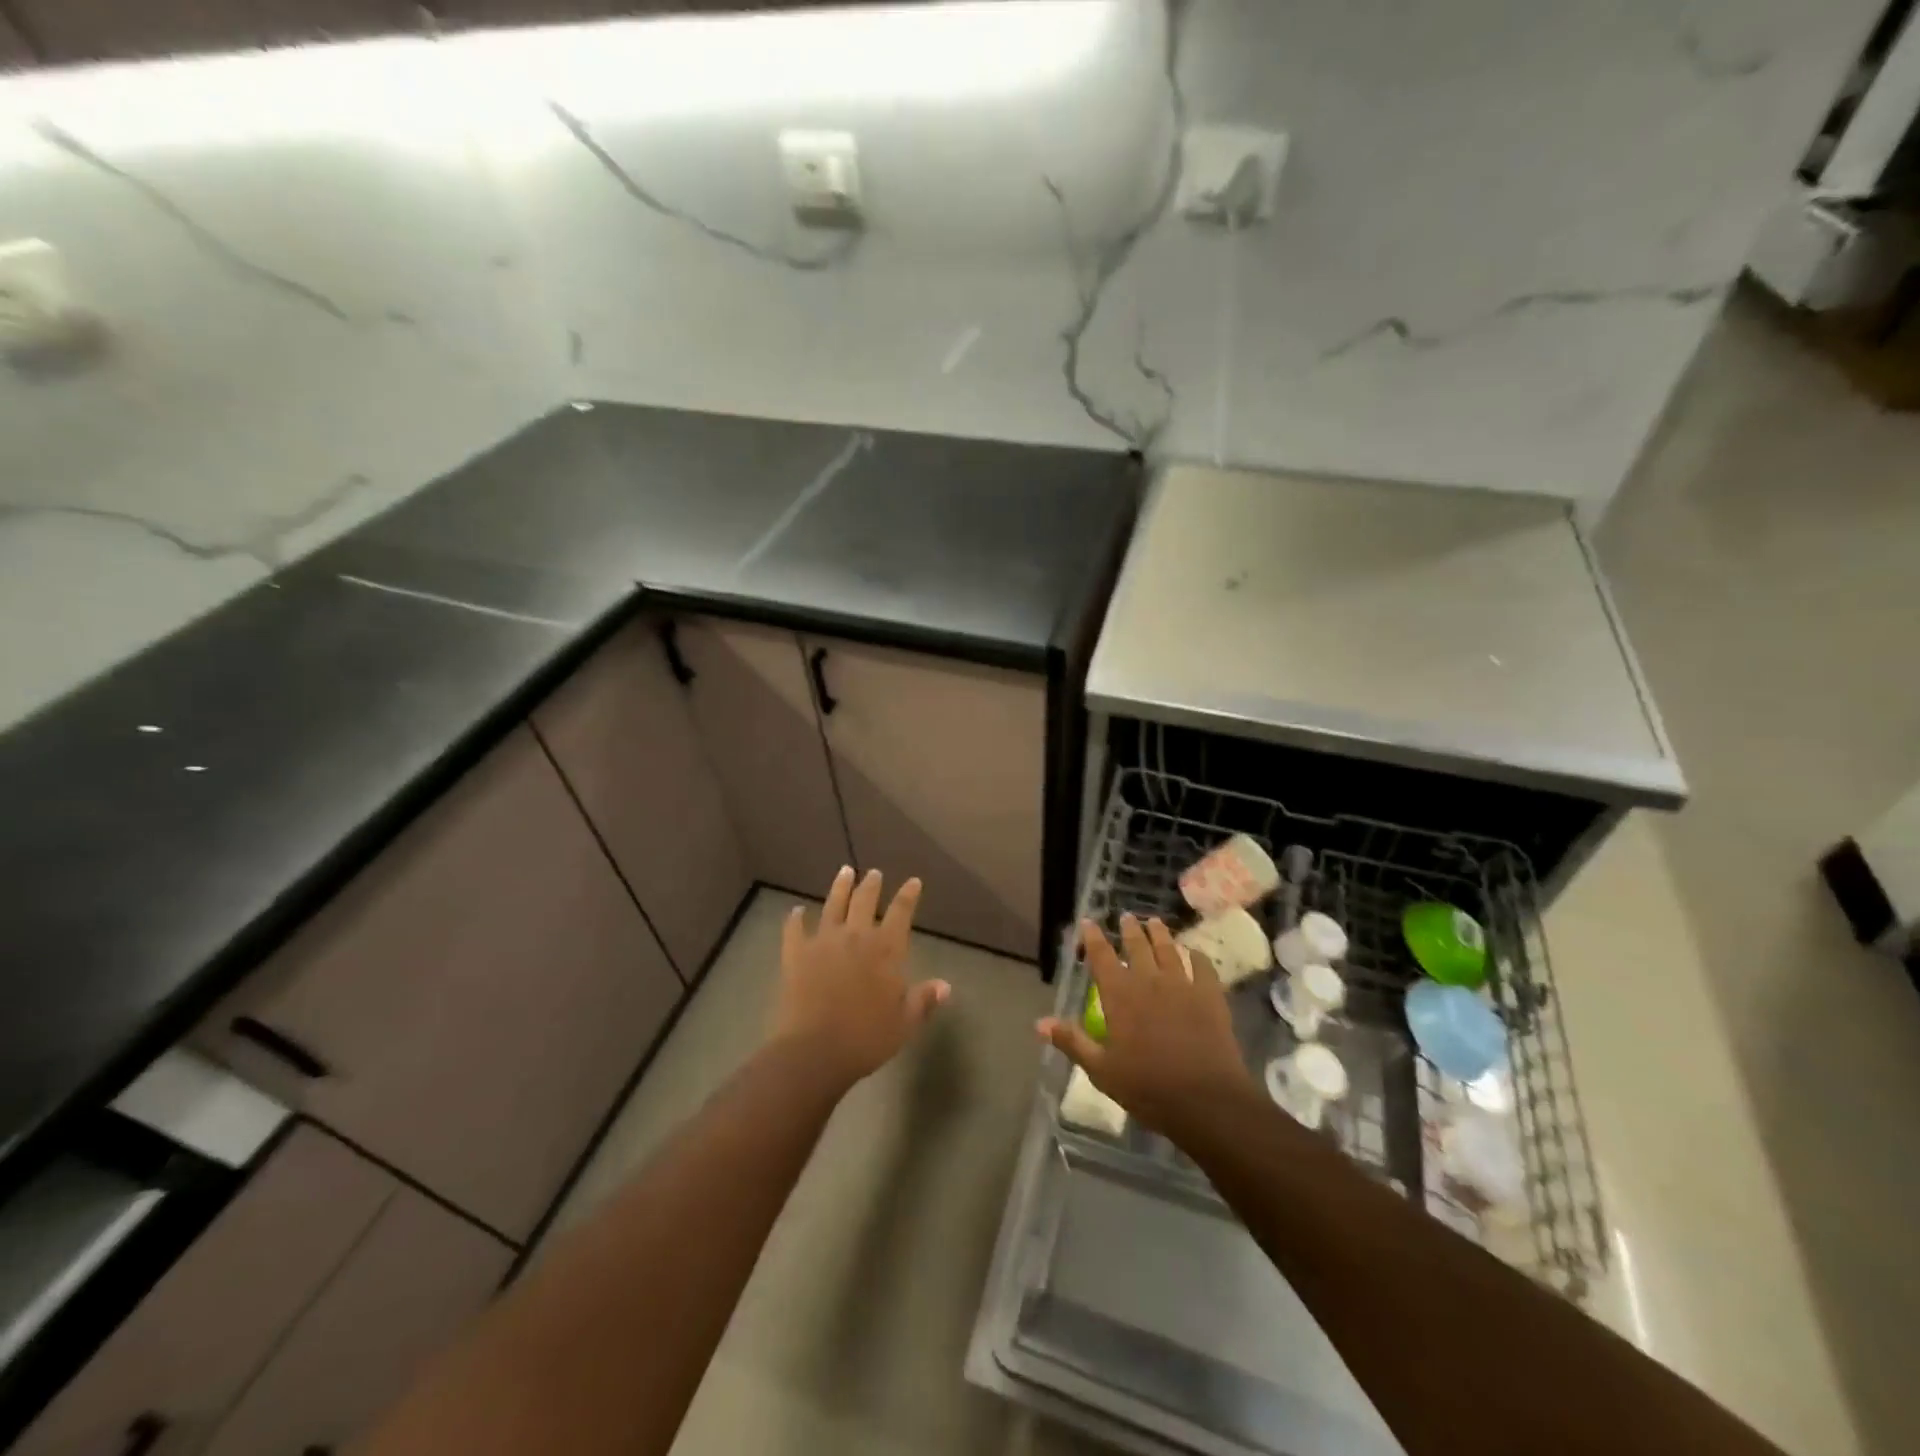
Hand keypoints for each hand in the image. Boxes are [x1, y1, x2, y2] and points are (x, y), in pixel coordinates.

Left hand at [770, 867, 949, 1087]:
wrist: (815, 1051)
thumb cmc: (866, 1038)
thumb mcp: (905, 1023)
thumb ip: (923, 1000)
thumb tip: (945, 985)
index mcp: (886, 950)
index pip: (901, 913)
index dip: (908, 895)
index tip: (913, 881)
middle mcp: (855, 936)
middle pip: (864, 902)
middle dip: (871, 885)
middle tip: (874, 873)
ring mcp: (823, 942)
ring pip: (833, 905)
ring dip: (839, 888)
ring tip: (844, 871)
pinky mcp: (796, 954)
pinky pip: (794, 929)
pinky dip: (795, 918)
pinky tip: (796, 911)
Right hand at [1038, 914, 1255, 1137]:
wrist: (1206, 1101)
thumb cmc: (1147, 1087)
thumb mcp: (1101, 1070)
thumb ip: (1072, 1042)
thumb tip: (1040, 1023)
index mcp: (1120, 995)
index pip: (1101, 956)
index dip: (1093, 937)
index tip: (1089, 921)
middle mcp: (1149, 981)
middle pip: (1137, 946)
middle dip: (1130, 929)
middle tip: (1127, 917)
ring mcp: (1183, 985)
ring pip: (1169, 950)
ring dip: (1160, 934)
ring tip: (1155, 922)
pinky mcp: (1210, 996)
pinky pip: (1204, 967)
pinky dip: (1197, 956)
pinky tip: (1195, 952)